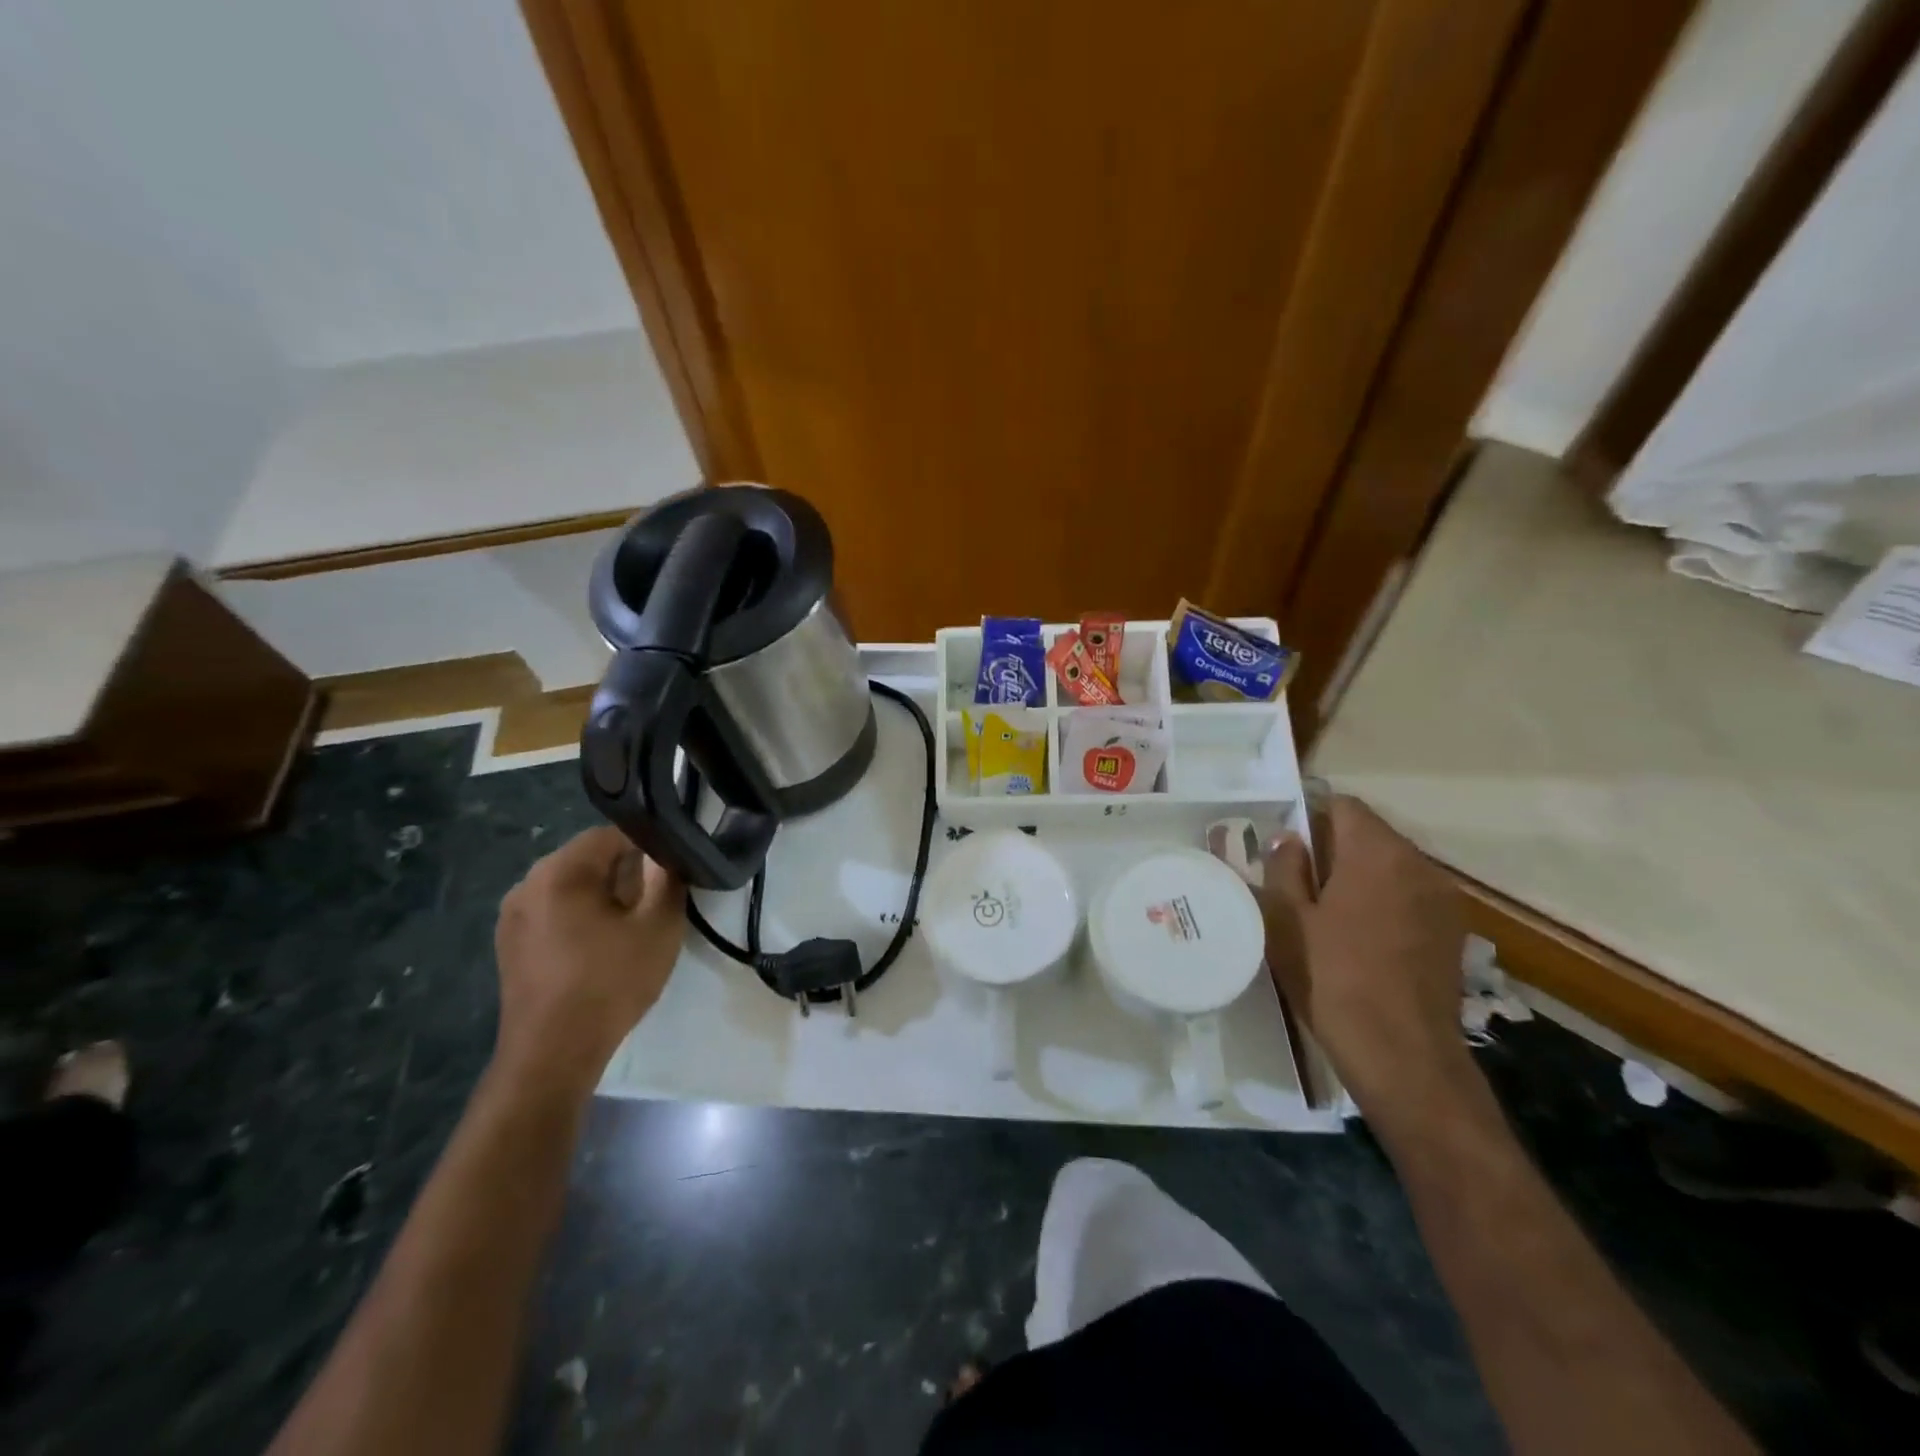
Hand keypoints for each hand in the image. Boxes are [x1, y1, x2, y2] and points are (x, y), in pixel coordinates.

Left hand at [492, 827, 685, 1100]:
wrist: (553, 1054)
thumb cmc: (610, 983)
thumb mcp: (659, 927)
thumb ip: (666, 878)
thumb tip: (664, 854)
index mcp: (560, 870)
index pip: (612, 834)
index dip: (649, 847)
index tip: (670, 873)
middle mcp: (527, 883)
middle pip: (588, 858)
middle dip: (625, 873)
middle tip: (655, 902)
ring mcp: (512, 915)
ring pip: (570, 886)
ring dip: (602, 896)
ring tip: (629, 928)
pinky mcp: (509, 944)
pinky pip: (553, 912)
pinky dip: (579, 918)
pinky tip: (599, 948)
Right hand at [1259, 795, 1470, 1120]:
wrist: (1402, 1056)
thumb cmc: (1332, 978)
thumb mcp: (1287, 920)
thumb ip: (1285, 868)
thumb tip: (1290, 839)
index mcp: (1377, 853)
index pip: (1343, 805)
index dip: (1310, 817)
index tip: (1286, 847)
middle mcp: (1419, 864)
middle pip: (1370, 834)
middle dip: (1334, 849)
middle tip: (1298, 883)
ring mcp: (1444, 899)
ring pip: (1391, 866)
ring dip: (1361, 876)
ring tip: (1329, 914)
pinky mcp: (1453, 932)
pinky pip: (1410, 896)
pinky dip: (1385, 902)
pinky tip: (1362, 938)